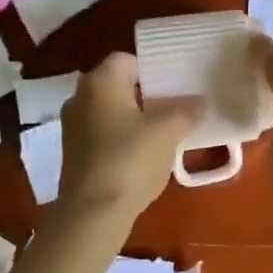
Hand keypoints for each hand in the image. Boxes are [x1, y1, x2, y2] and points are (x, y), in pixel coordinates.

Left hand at [58, 54, 201, 220]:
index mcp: (100, 82)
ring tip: (164, 131)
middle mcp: (80, 97)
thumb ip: (186, 111)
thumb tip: (200, 102)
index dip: (152, 69)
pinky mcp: (73, 153)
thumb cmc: (130, 160)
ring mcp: (72, 126)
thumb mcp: (168, 132)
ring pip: (110, 110)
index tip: (175, 85)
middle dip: (146, 94)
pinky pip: (103, 133)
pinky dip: (122, 137)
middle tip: (175, 105)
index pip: (127, 59)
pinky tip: (144, 154)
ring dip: (134, 117)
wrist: (93, 213)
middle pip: (118, 85)